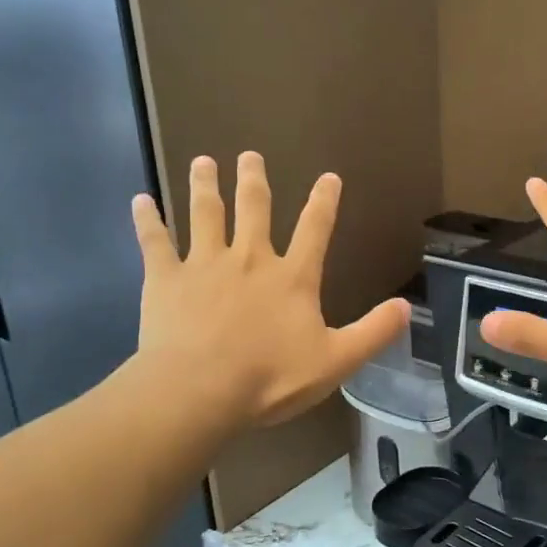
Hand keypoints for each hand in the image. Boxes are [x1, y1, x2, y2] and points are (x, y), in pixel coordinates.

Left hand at [130, 153, 408, 428]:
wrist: (200, 390)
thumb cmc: (270, 378)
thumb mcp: (336, 361)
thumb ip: (374, 332)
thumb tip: (407, 306)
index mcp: (292, 277)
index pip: (315, 229)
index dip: (325, 201)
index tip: (329, 177)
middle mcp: (250, 259)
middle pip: (254, 209)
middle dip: (254, 181)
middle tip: (250, 156)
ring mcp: (204, 264)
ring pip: (205, 214)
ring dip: (205, 186)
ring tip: (203, 162)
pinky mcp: (165, 278)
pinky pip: (154, 242)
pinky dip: (147, 221)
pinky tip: (139, 201)